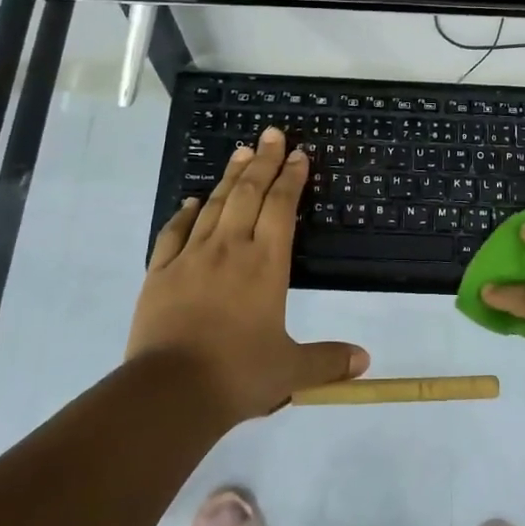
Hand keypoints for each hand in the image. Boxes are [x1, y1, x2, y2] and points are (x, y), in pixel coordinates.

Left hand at [129, 127, 367, 426]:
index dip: (291, 178)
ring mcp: (191, 258)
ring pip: (214, 205)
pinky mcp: (160, 273)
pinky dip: (185, 212)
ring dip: (230, 177)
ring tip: (240, 151)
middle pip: (249, 194)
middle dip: (262, 161)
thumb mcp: (291, 371)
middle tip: (271, 134)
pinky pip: (174, 232)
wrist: (169, 392)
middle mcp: (230, 250)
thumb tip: (364, 360)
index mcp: (266, 265)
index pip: (281, 208)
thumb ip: (328, 360)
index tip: (298, 155)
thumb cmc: (238, 375)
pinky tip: (192, 200)